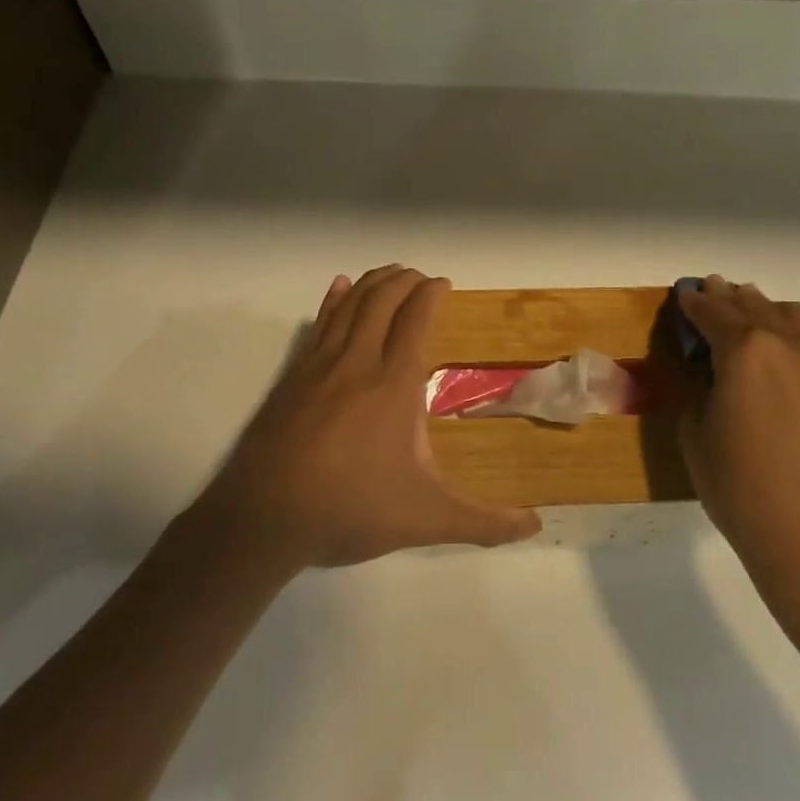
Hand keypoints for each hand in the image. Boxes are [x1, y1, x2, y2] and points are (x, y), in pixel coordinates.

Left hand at [196, 266, 539, 568]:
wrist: (263, 519)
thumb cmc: (351, 509)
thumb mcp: (426, 520)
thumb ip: (482, 522)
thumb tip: (535, 527)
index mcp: (394, 385)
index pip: (415, 320)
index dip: (430, 294)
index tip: (443, 283)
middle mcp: (357, 363)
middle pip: (382, 301)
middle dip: (404, 280)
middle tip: (420, 277)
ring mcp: (319, 366)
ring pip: (349, 305)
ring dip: (372, 283)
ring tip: (389, 273)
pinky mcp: (292, 377)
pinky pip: (318, 324)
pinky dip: (333, 300)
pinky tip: (337, 287)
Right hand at [677, 277, 799, 580]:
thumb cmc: (737, 484)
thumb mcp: (695, 432)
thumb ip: (699, 388)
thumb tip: (709, 371)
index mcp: (746, 350)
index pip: (714, 313)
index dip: (695, 302)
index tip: (684, 294)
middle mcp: (788, 345)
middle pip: (754, 305)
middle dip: (729, 297)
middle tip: (712, 291)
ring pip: (792, 317)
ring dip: (765, 310)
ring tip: (749, 315)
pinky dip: (789, 337)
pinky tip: (777, 358)